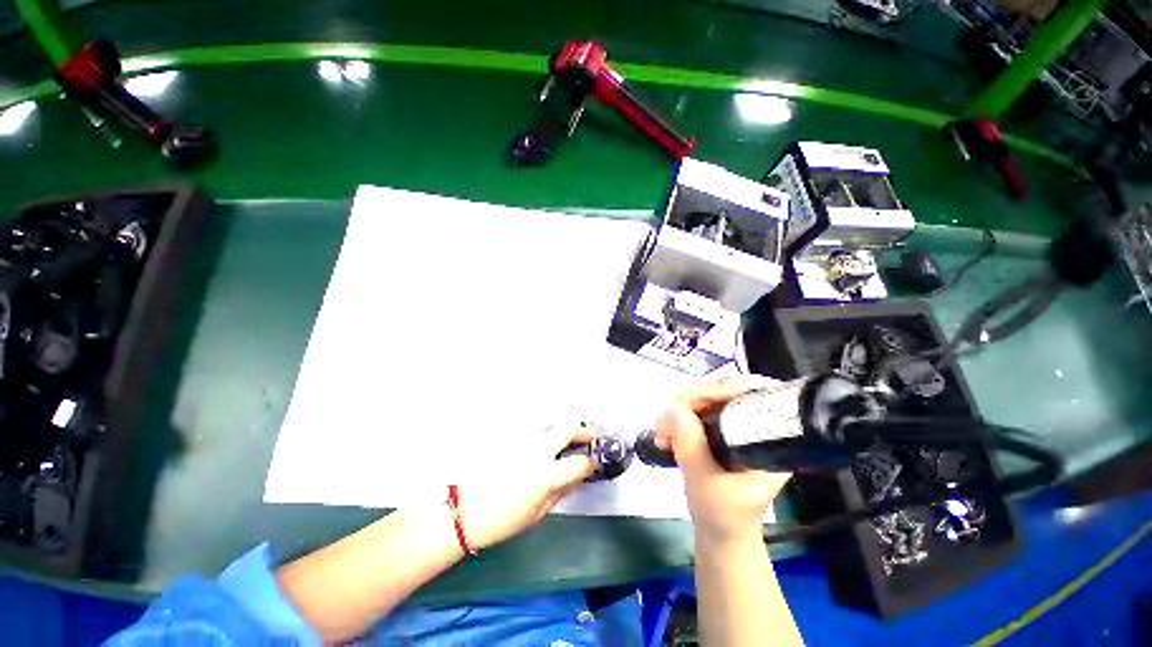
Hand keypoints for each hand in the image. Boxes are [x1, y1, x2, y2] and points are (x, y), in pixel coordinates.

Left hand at [454, 425, 595, 550]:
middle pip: (568, 428)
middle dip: (585, 429)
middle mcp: (537, 450)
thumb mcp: (538, 512)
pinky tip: (543, 437)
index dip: (593, 460)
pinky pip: (532, 426)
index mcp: (546, 475)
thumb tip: (579, 476)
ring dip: (563, 427)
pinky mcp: (509, 435)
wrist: (463, 510)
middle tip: (593, 434)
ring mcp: (522, 440)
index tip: (597, 459)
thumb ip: (562, 490)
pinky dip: (543, 429)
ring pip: (550, 422)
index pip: (580, 461)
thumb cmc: (502, 520)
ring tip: (569, 434)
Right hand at [653, 375, 792, 544]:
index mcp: (771, 437)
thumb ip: (691, 446)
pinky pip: (698, 406)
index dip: (722, 388)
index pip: (752, 392)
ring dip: (681, 407)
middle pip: (724, 387)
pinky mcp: (721, 425)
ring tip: (663, 430)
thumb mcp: (706, 483)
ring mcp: (737, 422)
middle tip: (667, 421)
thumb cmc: (722, 515)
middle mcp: (757, 423)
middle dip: (691, 399)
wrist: (720, 532)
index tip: (693, 402)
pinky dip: (679, 414)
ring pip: (707, 394)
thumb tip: (673, 408)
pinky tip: (667, 431)